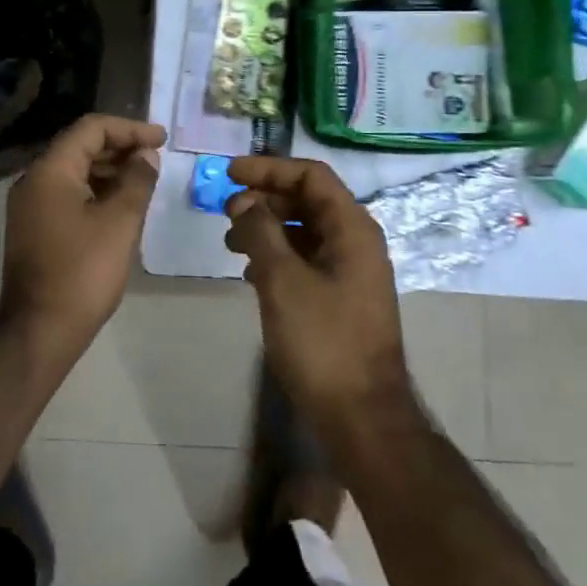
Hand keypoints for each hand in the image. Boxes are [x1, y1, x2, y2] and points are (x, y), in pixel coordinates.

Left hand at [1, 114, 165, 348]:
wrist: (40, 330)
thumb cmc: (83, 271)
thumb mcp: (120, 222)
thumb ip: (137, 181)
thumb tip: (146, 156)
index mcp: (50, 171)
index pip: (91, 128)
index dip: (130, 129)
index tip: (162, 139)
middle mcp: (34, 180)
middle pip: (80, 146)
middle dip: (120, 148)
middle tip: (156, 159)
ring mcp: (31, 206)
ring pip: (74, 171)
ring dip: (110, 170)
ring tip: (145, 181)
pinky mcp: (35, 228)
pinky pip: (68, 194)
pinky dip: (96, 191)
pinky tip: (121, 205)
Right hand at [224, 157, 411, 434]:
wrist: (361, 416)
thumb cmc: (323, 342)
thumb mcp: (283, 280)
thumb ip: (260, 232)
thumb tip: (243, 201)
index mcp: (352, 229)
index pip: (311, 176)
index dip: (269, 168)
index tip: (229, 174)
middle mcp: (356, 242)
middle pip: (308, 200)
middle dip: (264, 199)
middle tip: (225, 210)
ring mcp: (351, 271)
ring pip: (305, 231)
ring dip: (267, 228)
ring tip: (230, 243)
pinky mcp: (341, 297)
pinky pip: (307, 259)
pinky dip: (277, 256)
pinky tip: (250, 274)